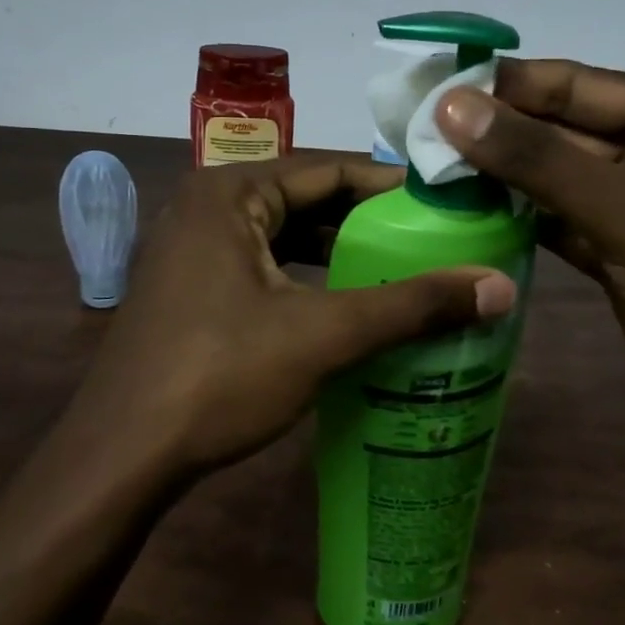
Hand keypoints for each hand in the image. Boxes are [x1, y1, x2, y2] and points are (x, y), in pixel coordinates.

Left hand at [61, 153, 517, 485]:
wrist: (122, 455)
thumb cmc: (219, 376)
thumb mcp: (323, 335)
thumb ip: (411, 306)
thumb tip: (502, 285)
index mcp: (230, 192)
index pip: (328, 168)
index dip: (391, 186)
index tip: (445, 205)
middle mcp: (205, 207)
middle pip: (305, 200)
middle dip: (367, 223)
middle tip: (433, 243)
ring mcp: (191, 250)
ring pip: (283, 238)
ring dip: (337, 255)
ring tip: (400, 273)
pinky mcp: (188, 290)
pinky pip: (261, 268)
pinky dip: (305, 280)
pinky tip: (344, 307)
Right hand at [438, 60, 624, 485]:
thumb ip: (541, 161)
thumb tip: (453, 106)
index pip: (576, 85)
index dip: (503, 84)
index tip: (428, 87)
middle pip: (561, 133)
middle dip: (493, 135)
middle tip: (410, 137)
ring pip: (556, 184)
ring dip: (499, 181)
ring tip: (423, 175)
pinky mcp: (624, 264)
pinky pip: (561, 229)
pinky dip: (518, 224)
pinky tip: (465, 220)